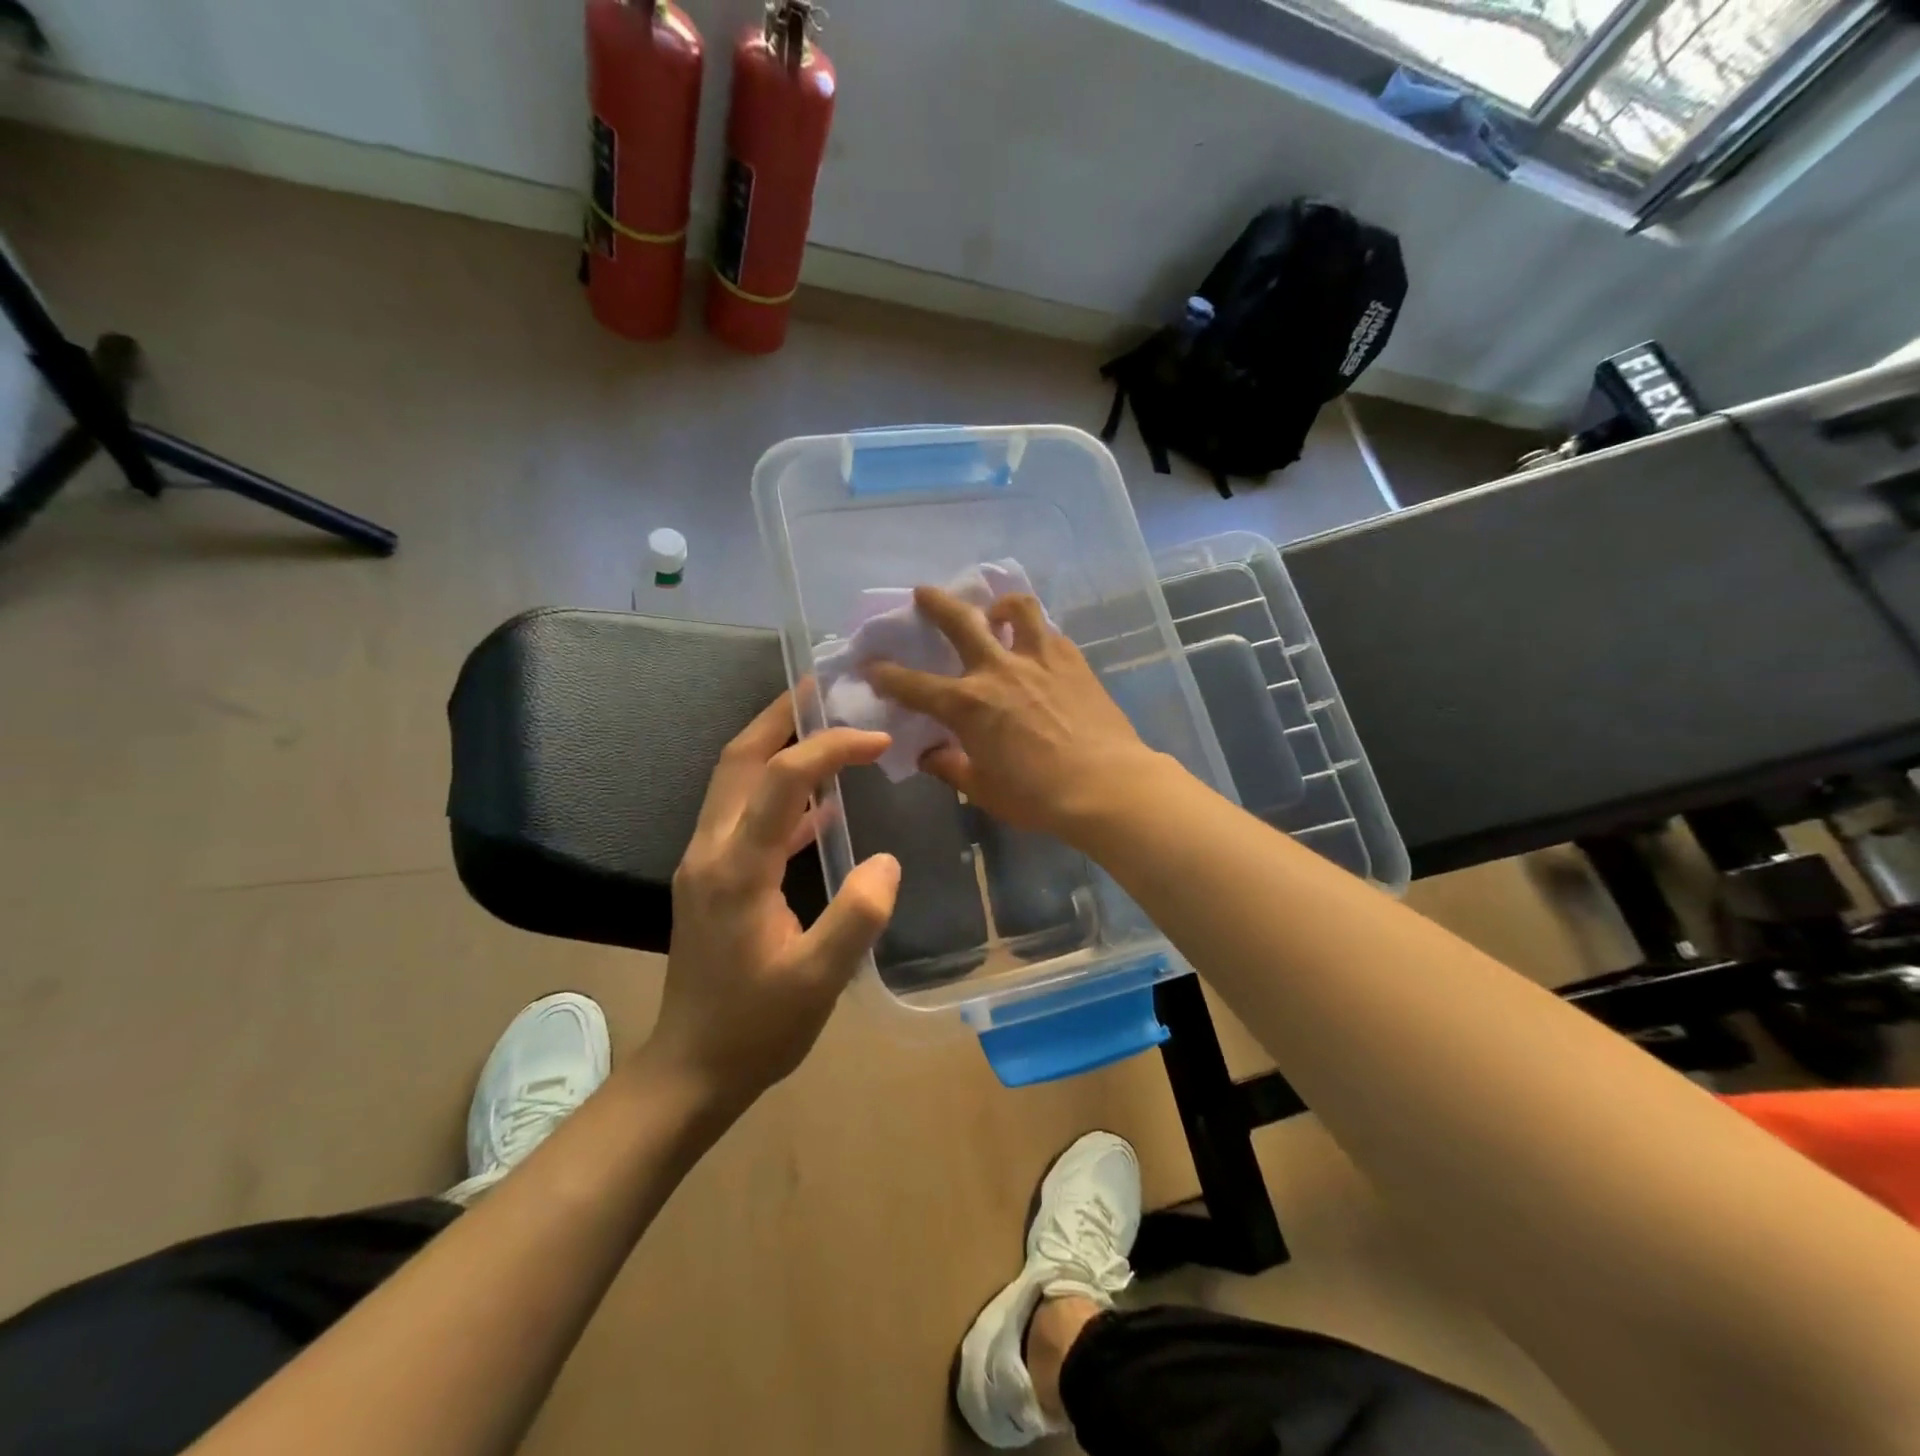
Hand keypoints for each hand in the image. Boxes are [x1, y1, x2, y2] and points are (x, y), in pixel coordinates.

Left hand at [653, 693, 900, 1106]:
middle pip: (738, 759)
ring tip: (822, 725)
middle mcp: (710, 850)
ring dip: (774, 745)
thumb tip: (885, 860)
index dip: (828, 748)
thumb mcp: (819, 980)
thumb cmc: (757, 1027)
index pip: (781, 781)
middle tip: (824, 686)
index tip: (875, 740)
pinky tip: (820, 805)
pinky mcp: (711, 877)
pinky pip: (743, 813)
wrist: (692, 1068)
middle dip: (780, 716)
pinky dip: (778, 792)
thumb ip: (857, 916)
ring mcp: (704, 862)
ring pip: (734, 780)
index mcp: (736, 868)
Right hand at [865, 587, 1165, 842]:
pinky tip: (1038, 647)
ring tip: (997, 611)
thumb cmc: (1037, 796)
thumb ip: (950, 767)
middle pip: (959, 621)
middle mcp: (997, 670)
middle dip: (935, 603)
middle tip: (923, 592)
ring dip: (999, 604)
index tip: (872, 666)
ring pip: (1016, 609)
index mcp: (967, 705)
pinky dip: (1036, 632)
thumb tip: (929, 755)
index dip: (887, 675)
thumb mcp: (983, 789)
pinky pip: (1049, 632)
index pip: (913, 685)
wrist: (1105, 786)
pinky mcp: (1073, 660)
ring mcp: (1038, 659)